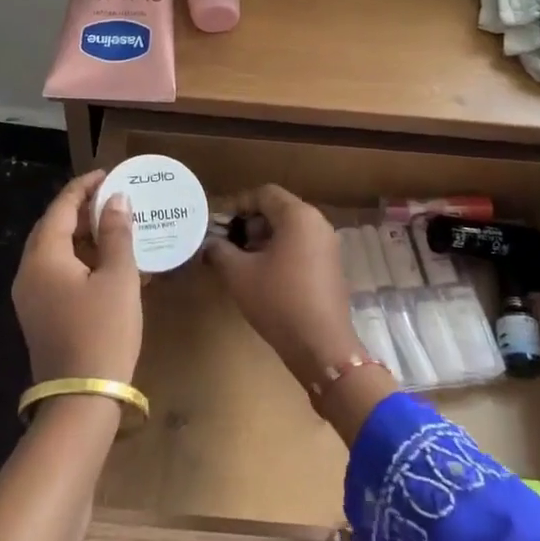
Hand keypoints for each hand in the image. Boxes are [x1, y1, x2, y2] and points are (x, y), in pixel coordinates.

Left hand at [13, 169, 142, 384]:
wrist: (81, 400)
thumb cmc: (103, 331)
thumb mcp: (118, 278)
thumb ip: (116, 234)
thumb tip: (116, 200)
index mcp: (44, 257)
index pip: (61, 208)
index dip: (84, 187)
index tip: (108, 174)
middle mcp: (29, 273)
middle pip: (53, 229)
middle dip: (83, 210)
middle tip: (114, 199)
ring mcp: (31, 297)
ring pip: (56, 253)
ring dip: (84, 237)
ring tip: (116, 227)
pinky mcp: (41, 316)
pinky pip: (58, 274)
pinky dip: (82, 261)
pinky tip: (110, 264)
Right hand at [201, 184, 361, 387]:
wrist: (321, 346)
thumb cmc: (278, 301)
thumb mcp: (239, 274)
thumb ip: (219, 251)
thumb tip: (208, 243)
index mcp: (298, 216)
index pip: (264, 194)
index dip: (238, 205)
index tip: (218, 225)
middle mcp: (318, 223)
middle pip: (278, 209)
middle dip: (249, 223)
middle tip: (228, 244)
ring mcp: (328, 245)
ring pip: (289, 229)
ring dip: (263, 239)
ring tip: (242, 262)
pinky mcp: (331, 266)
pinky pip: (301, 245)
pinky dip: (281, 251)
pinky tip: (263, 275)